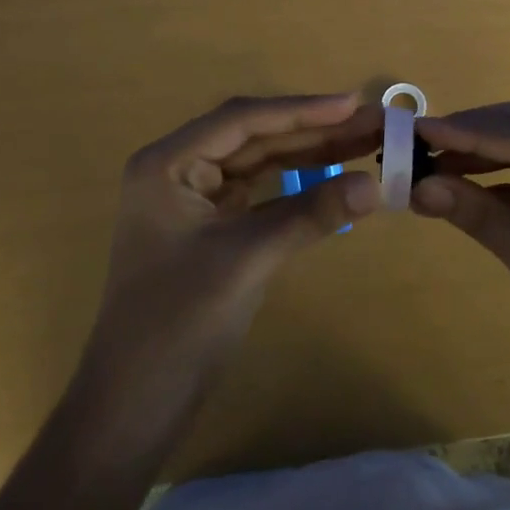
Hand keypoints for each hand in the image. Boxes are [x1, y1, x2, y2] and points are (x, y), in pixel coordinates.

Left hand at [80, 93, 383, 426]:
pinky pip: (257, 194)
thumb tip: (376, 185)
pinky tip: (330, 178)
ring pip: (258, 164)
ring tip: (363, 144)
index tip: (353, 104)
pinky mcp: (209, 228)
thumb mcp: (248, 259)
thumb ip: (310, 214)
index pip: (243, 120)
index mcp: (168, 163)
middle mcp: (177, 170)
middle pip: (253, 138)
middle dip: (312, 131)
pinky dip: (294, 187)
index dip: (301, 110)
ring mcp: (192, 199)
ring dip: (308, 154)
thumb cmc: (178, 323)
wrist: (134, 406)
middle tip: (371, 124)